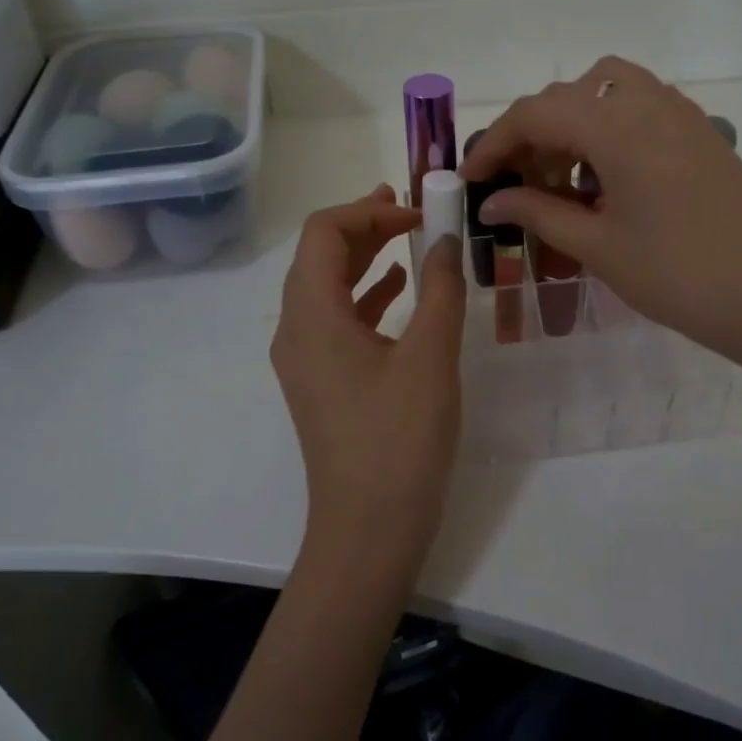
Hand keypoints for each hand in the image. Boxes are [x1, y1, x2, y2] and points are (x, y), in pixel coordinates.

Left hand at [270, 187, 466, 578]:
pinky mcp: (322, 383)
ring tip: (409, 240)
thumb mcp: (430, 357)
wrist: (369, 529)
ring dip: (366, 259)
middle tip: (412, 211)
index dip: (370, 212)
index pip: (324, 233)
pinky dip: (367, 296)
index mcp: (312, 315)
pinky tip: (401, 294)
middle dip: (365, 227)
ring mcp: (305, 360)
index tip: (419, 212)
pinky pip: (337, 321)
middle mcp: (296, 331)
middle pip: (320, 256)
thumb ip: (440, 289)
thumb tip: (445, 240)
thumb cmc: (399, 439)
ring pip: (328, 288)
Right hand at [461, 57, 741, 371]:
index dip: (494, 142)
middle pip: (570, 95)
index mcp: (617, 126)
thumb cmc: (678, 275)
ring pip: (608, 92)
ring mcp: (682, 115)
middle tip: (518, 186)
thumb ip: (538, 214)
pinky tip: (608, 184)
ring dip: (573, 126)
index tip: (472, 179)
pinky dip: (610, 131)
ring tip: (565, 183)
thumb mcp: (598, 246)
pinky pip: (641, 109)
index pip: (536, 113)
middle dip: (533, 135)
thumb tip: (491, 200)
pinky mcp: (702, 134)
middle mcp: (649, 103)